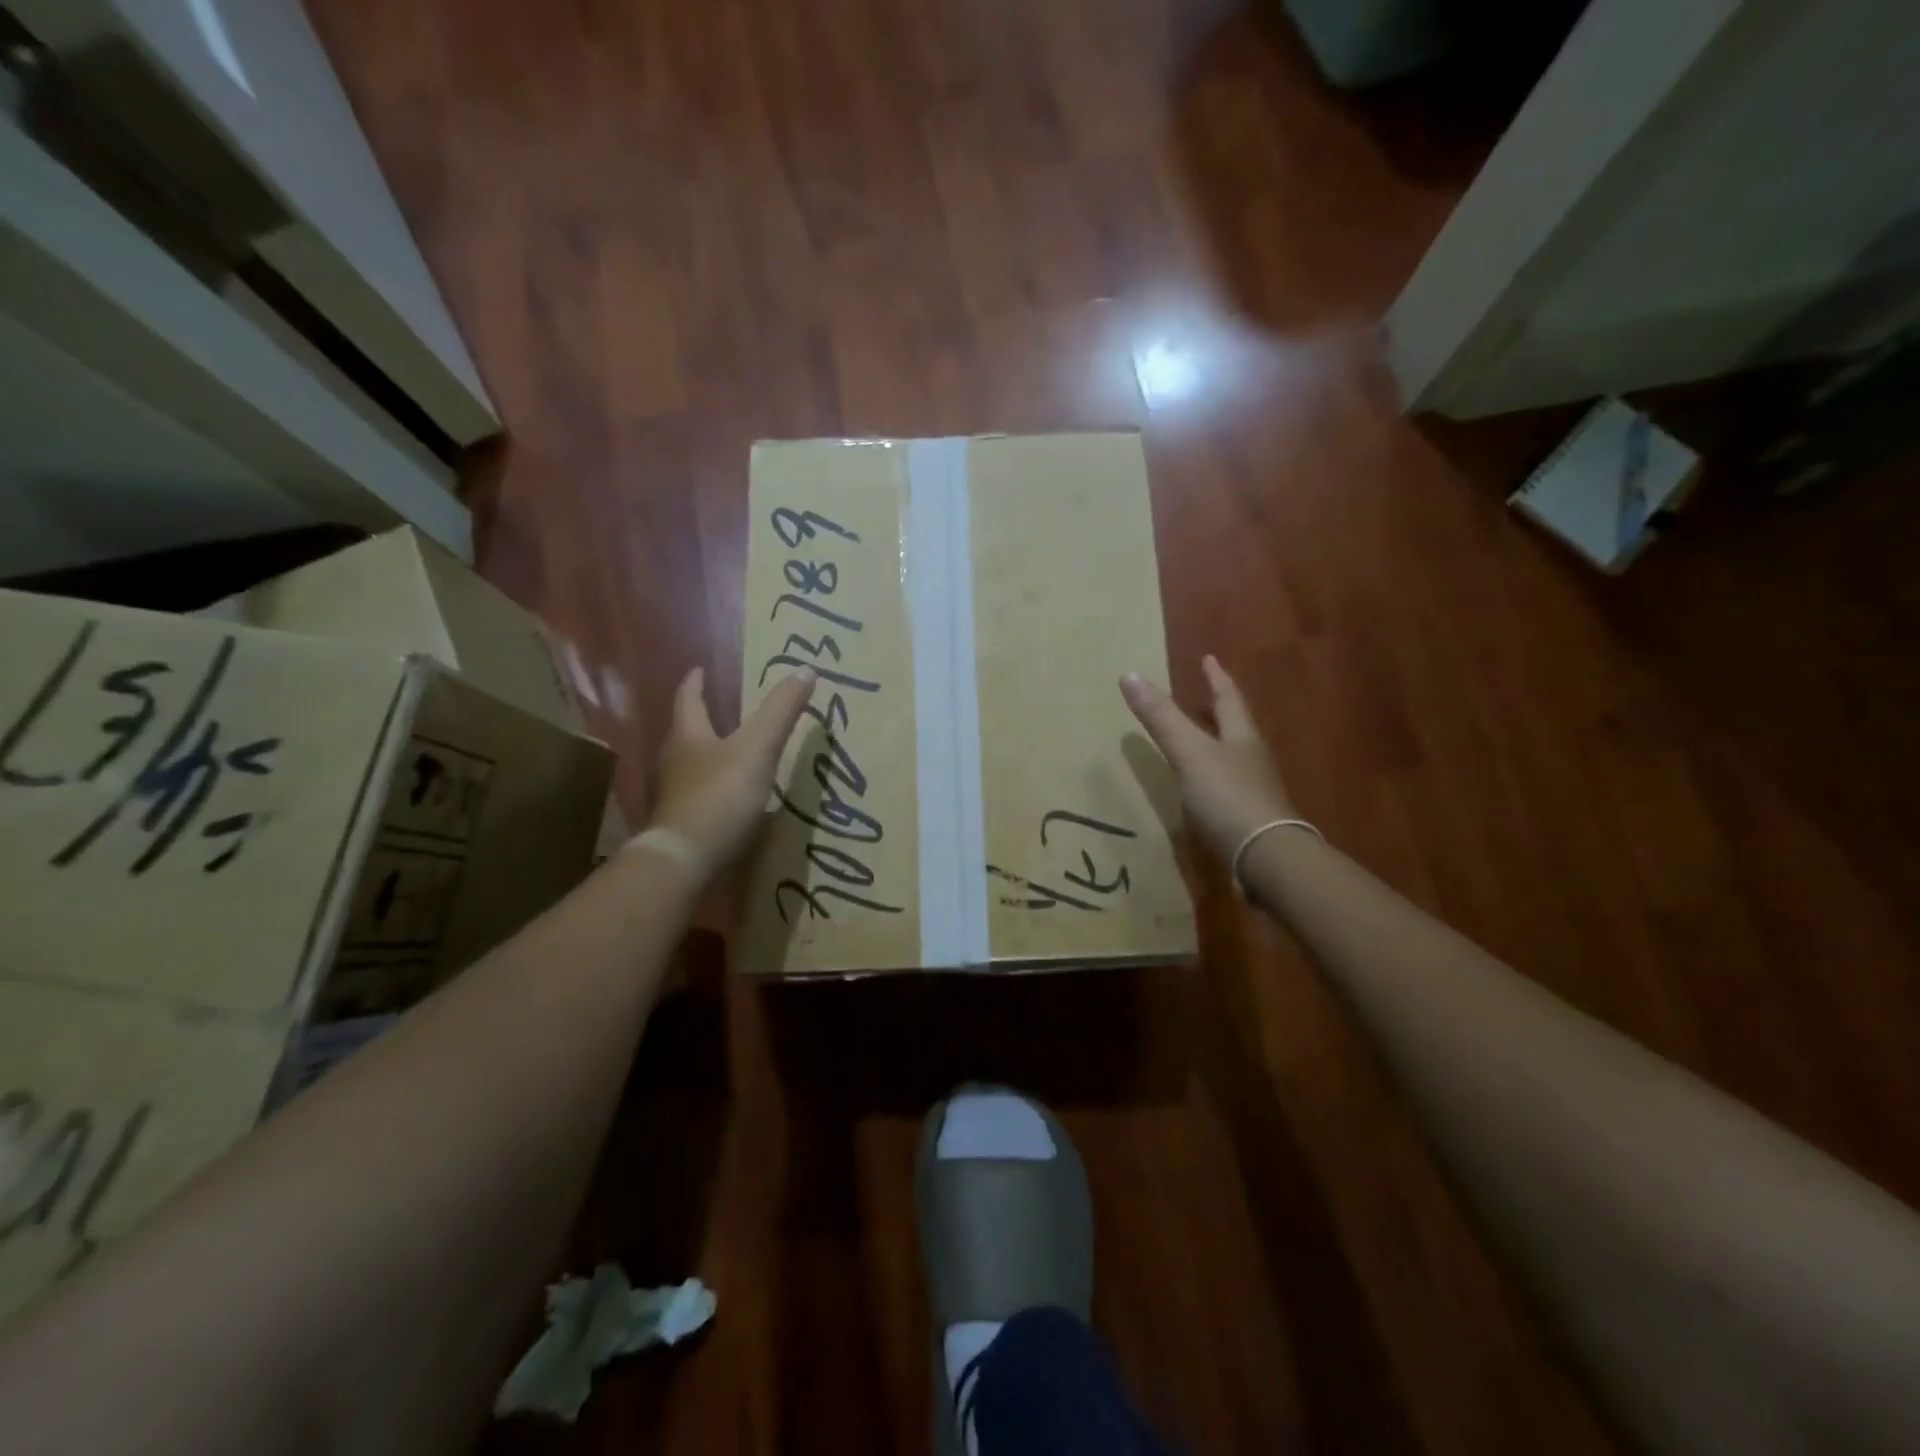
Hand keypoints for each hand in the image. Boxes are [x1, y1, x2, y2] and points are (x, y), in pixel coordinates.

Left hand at [646, 666, 814, 882]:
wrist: (686, 860)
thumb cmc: (720, 794)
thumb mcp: (758, 747)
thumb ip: (781, 711)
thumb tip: (806, 668)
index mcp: (688, 736)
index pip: (688, 699)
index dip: (695, 683)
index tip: (698, 670)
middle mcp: (674, 761)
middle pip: (687, 732)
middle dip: (703, 719)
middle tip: (722, 709)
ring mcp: (675, 795)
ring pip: (692, 765)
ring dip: (709, 755)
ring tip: (733, 752)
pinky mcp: (683, 824)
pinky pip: (700, 796)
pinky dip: (715, 789)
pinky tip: (734, 797)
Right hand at [1119, 655, 1295, 862]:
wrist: (1264, 857)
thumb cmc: (1227, 796)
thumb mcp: (1189, 752)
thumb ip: (1160, 718)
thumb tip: (1129, 674)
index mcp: (1241, 737)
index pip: (1228, 698)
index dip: (1216, 678)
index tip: (1209, 659)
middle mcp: (1251, 758)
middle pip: (1235, 726)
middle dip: (1219, 709)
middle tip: (1205, 695)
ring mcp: (1253, 789)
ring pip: (1233, 756)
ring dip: (1217, 742)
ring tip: (1200, 738)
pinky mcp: (1248, 817)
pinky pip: (1228, 786)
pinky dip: (1213, 776)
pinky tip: (1202, 787)